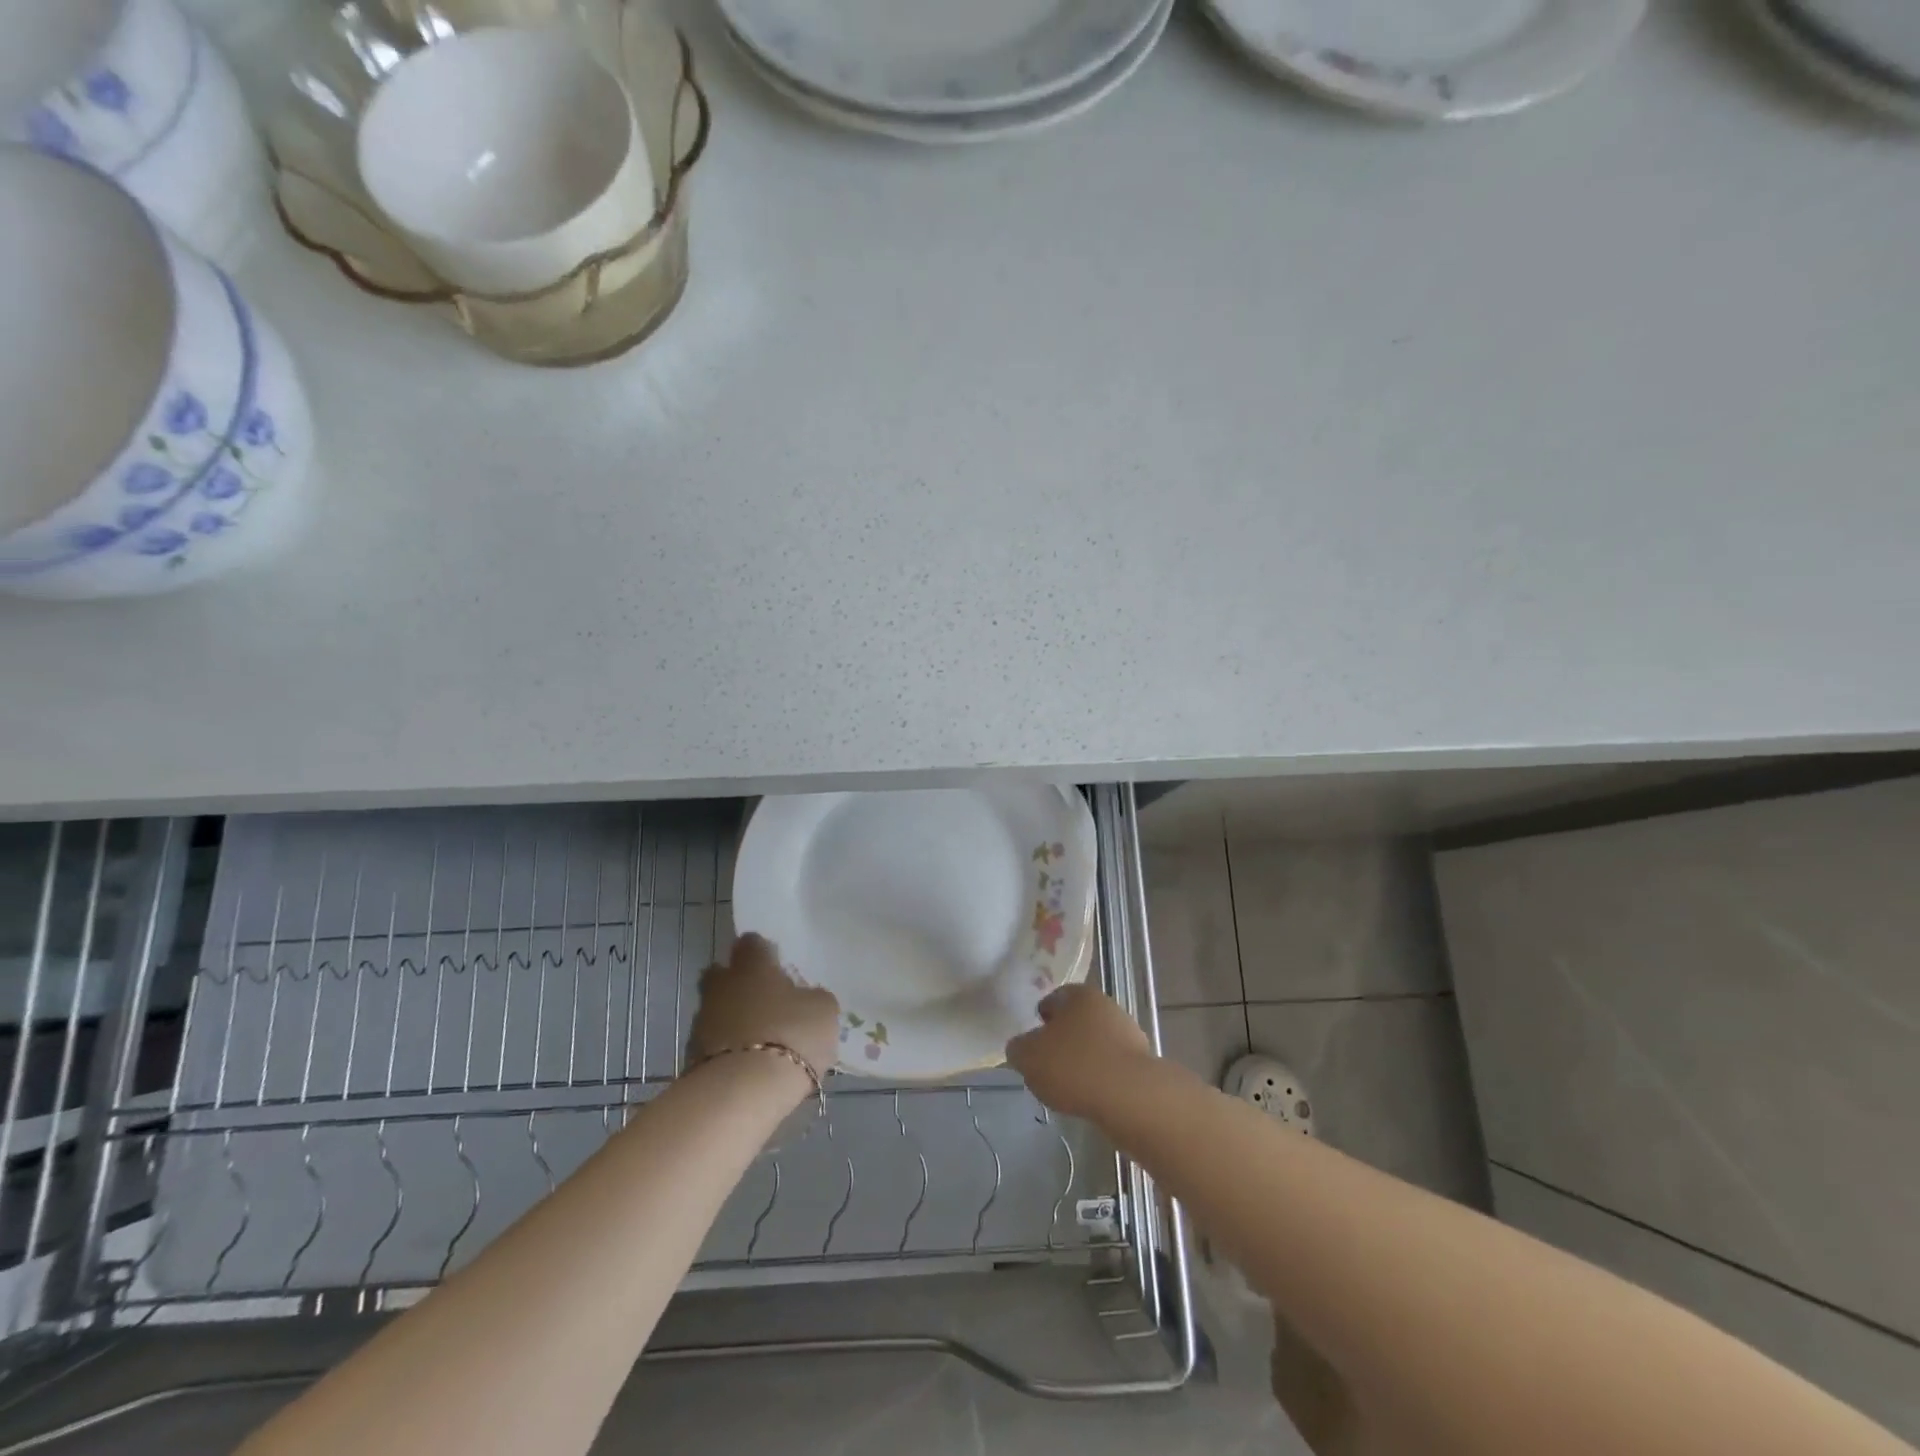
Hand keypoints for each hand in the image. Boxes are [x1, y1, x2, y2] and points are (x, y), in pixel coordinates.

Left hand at [688, 934, 840, 1079]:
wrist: (741, 1092)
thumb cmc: (790, 1035)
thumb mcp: (823, 1011)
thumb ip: (813, 997)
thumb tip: (805, 997)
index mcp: (753, 965)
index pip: (752, 943)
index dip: (764, 952)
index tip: (776, 965)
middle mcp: (722, 985)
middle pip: (722, 973)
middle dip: (737, 982)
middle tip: (762, 999)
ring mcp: (702, 1021)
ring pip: (716, 1009)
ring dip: (732, 1018)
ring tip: (757, 1038)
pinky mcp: (691, 1056)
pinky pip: (712, 1043)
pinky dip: (726, 1049)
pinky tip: (746, 1063)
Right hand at [1005, 983, 1155, 1119]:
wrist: (1131, 1097)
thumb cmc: (1074, 1065)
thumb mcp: (1028, 1056)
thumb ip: (1018, 1048)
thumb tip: (1021, 1048)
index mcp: (1079, 994)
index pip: (1053, 999)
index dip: (1041, 1019)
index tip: (1033, 1042)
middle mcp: (1106, 1006)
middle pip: (1076, 1021)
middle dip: (1062, 1041)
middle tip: (1047, 1065)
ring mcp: (1128, 1034)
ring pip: (1095, 1045)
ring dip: (1083, 1061)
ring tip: (1068, 1088)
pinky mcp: (1142, 1063)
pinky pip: (1111, 1068)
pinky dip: (1100, 1079)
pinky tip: (1090, 1098)